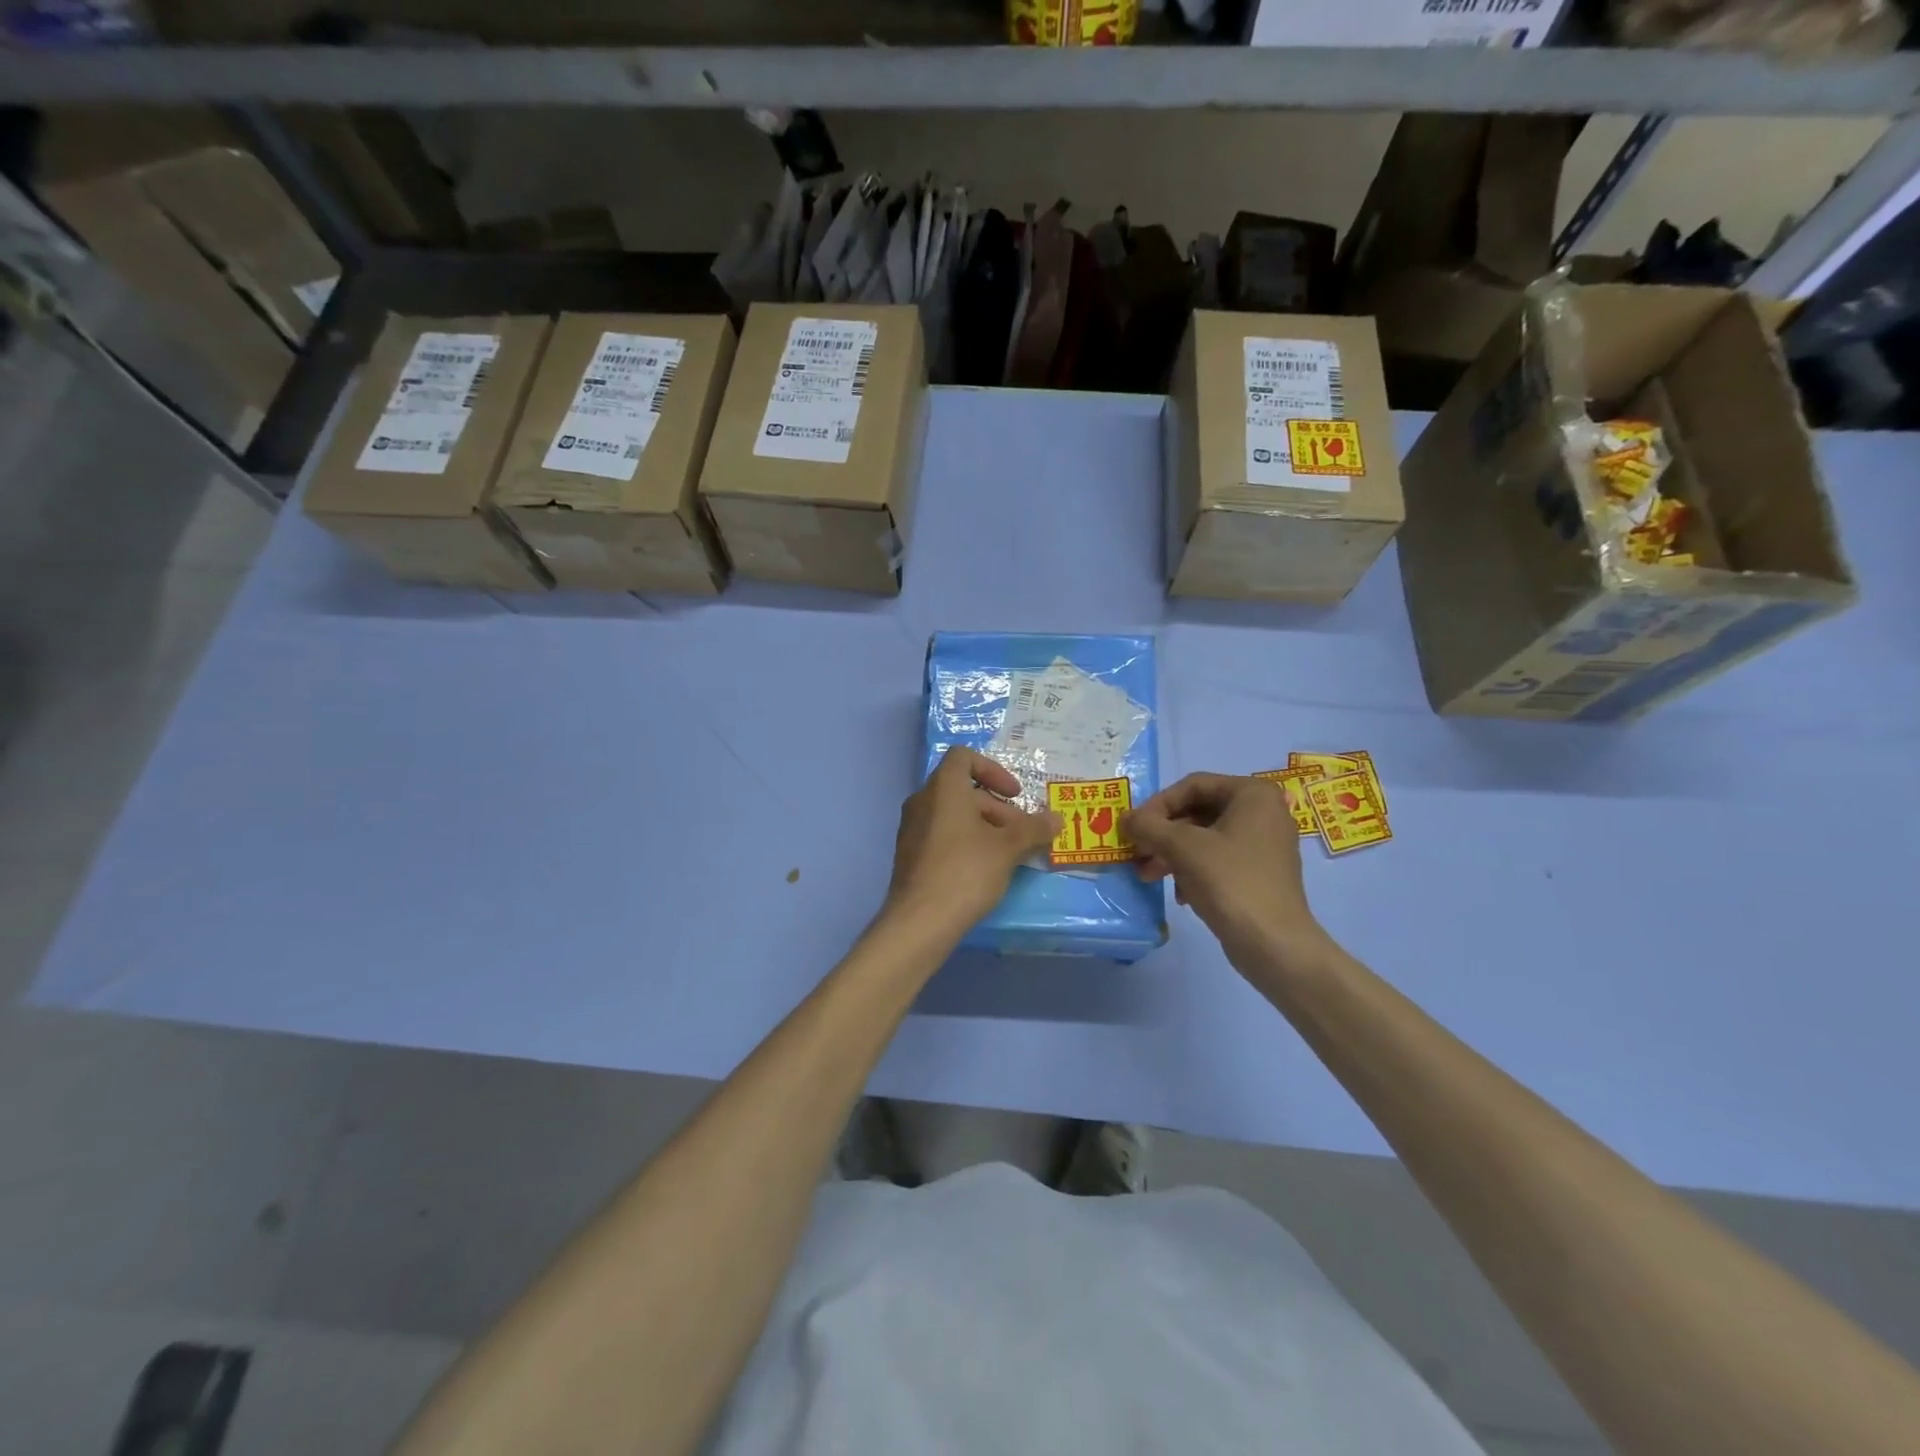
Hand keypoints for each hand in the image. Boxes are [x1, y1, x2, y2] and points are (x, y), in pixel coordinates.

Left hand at [884, 748, 1059, 934]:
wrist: (920, 921)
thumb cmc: (966, 871)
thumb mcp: (1008, 848)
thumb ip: (1033, 829)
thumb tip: (1057, 818)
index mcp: (943, 788)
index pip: (964, 757)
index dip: (993, 770)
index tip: (1014, 795)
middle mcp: (922, 800)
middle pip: (963, 789)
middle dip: (998, 808)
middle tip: (1022, 835)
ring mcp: (912, 828)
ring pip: (953, 814)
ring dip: (984, 826)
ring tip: (1009, 854)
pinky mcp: (910, 854)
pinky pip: (941, 834)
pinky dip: (965, 841)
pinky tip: (985, 869)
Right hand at [1125, 773, 1323, 960]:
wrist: (1274, 944)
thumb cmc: (1231, 882)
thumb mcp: (1183, 848)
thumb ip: (1149, 826)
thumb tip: (1125, 818)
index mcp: (1253, 794)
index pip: (1193, 785)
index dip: (1158, 804)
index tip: (1134, 827)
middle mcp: (1264, 812)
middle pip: (1198, 811)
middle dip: (1163, 834)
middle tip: (1137, 853)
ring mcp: (1264, 844)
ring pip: (1205, 838)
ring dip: (1172, 854)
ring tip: (1147, 876)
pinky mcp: (1260, 873)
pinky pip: (1218, 859)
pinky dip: (1193, 870)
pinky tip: (1179, 894)